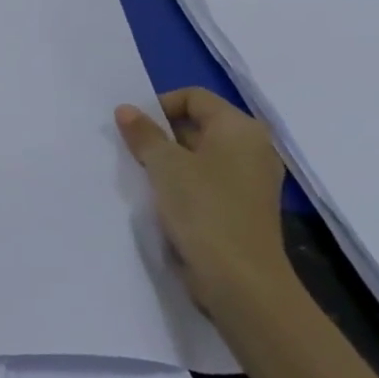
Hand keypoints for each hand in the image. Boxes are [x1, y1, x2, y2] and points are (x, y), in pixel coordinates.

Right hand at [115, 88, 290, 316]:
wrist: (240, 280)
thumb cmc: (203, 209)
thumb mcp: (164, 165)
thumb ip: (143, 133)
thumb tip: (126, 109)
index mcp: (240, 128)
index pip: (193, 97)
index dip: (159, 106)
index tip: (134, 130)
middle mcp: (252, 148)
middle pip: (198, 124)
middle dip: (162, 134)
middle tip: (133, 152)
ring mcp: (251, 179)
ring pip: (201, 154)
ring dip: (170, 161)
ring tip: (145, 176)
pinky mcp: (244, 206)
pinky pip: (208, 180)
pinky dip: (185, 182)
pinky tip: (163, 199)